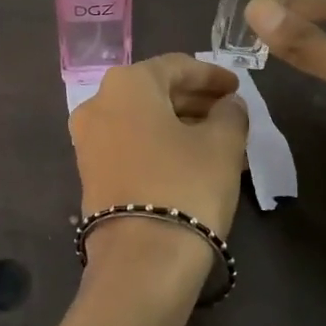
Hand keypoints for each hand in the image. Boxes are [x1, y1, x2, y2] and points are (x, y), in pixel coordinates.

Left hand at [69, 54, 248, 244]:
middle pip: (155, 91)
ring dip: (179, 124)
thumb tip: (229, 105)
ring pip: (142, 120)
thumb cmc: (186, 186)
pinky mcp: (90, 173)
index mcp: (127, 84)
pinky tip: (190, 160)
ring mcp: (88, 140)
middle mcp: (98, 103)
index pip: (177, 66)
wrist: (141, 259)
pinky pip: (130, 144)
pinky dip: (159, 144)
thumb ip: (231, 114)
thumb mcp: (222, 144)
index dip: (212, 75)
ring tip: (217, 138)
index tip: (237, 88)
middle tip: (230, 112)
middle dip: (194, 100)